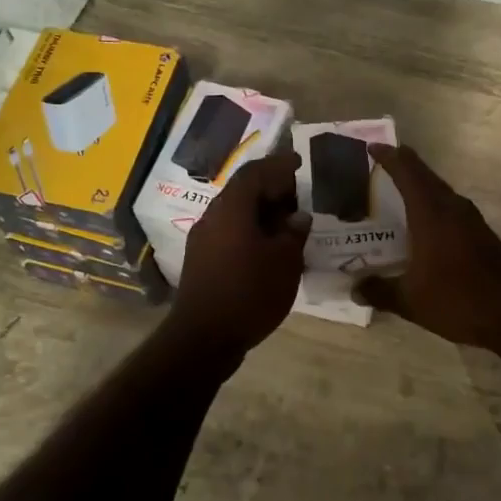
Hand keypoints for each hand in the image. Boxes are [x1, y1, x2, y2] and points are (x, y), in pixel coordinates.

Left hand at [166, 149, 309, 361]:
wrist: (203, 337)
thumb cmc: (249, 293)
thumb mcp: (285, 262)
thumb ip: (293, 234)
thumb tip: (298, 217)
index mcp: (232, 209)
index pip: (254, 173)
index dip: (277, 165)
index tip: (298, 163)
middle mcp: (212, 217)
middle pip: (242, 192)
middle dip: (271, 190)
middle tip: (299, 197)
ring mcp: (202, 240)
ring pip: (235, 215)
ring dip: (261, 214)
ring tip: (288, 225)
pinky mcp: (201, 261)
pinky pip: (229, 234)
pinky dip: (250, 232)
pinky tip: (268, 250)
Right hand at [354, 144, 500, 349]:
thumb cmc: (456, 300)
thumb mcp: (410, 300)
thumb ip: (379, 291)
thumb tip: (354, 288)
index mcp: (431, 214)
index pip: (407, 173)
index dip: (389, 157)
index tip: (372, 146)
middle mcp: (452, 208)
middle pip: (425, 176)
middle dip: (403, 166)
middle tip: (379, 164)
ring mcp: (471, 220)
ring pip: (440, 191)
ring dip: (420, 186)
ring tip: (396, 192)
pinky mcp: (481, 234)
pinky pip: (450, 208)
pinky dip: (433, 205)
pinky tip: (422, 224)